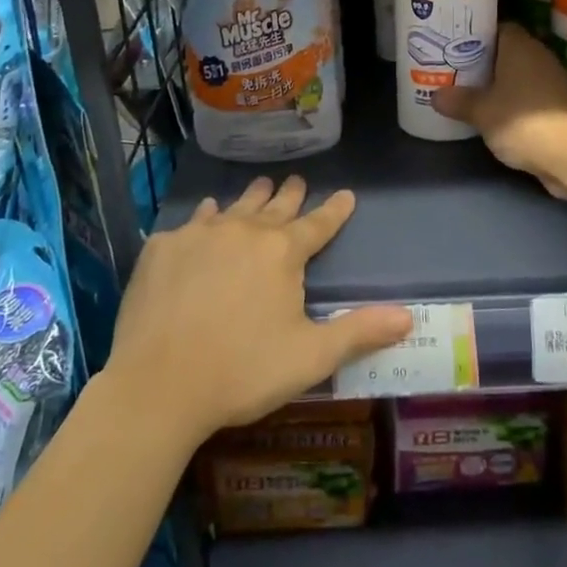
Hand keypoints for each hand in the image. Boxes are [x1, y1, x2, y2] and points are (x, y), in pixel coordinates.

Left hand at [105, 176, 411, 447]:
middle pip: (274, 206)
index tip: (346, 194)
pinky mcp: (162, 248)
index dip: (335, 210)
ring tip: (259, 187)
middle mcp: (244, 230)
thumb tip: (408, 316)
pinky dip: (204, 218)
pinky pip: (190, 223)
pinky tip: (203, 217)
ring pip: (233, 207)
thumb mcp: (310, 357)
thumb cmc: (242, 371)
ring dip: (250, 199)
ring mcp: (199, 235)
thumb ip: (359, 331)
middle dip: (290, 194)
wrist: (157, 385)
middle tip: (296, 181)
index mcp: (282, 252)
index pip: (318, 223)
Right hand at [431, 22, 566, 196]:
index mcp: (520, 46)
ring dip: (501, 81)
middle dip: (486, 60)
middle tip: (460, 69)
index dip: (478, 35)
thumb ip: (458, 101)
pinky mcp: (560, 103)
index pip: (498, 28)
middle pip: (508, 50)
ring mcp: (553, 80)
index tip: (458, 45)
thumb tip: (436, 96)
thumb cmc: (520, 120)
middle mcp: (539, 56)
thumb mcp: (480, 111)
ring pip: (520, 73)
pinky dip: (515, 99)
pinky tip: (497, 111)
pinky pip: (530, 92)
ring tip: (474, 90)